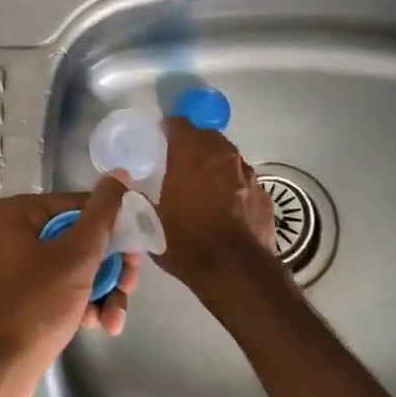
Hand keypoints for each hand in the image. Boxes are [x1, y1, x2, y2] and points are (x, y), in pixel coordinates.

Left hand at [0, 175, 140, 396]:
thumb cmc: (37, 305)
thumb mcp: (77, 255)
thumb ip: (103, 213)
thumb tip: (120, 174)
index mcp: (20, 212)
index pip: (82, 205)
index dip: (116, 225)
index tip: (141, 248)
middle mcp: (14, 232)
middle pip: (81, 236)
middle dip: (110, 266)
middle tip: (130, 285)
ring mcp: (16, 265)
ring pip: (75, 265)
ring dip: (102, 289)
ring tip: (115, 317)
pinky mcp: (22, 294)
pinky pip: (61, 286)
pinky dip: (83, 302)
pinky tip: (99, 324)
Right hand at [154, 116, 277, 288]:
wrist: (236, 272)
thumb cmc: (188, 243)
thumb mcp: (152, 223)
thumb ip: (141, 201)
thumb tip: (131, 193)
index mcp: (191, 156)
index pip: (179, 124)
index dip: (168, 127)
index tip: (160, 137)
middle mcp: (223, 157)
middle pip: (207, 136)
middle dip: (194, 143)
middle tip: (180, 160)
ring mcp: (248, 175)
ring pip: (229, 157)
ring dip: (216, 164)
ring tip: (204, 184)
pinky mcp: (264, 195)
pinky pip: (244, 181)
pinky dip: (234, 186)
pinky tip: (227, 206)